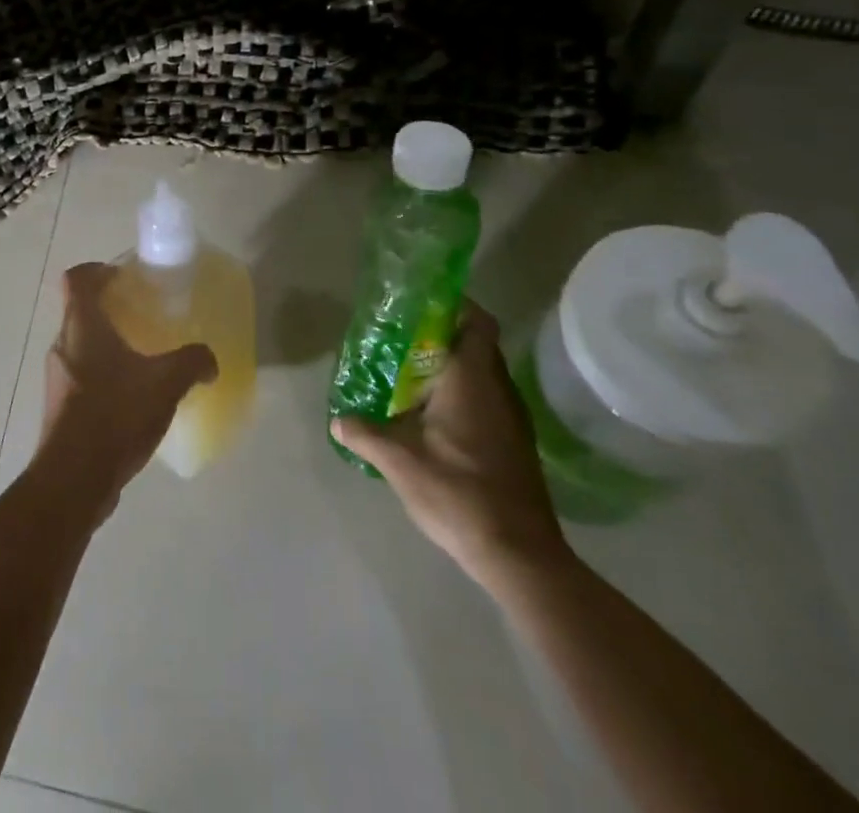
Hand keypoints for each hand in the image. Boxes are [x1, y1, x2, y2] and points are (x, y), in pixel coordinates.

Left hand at [37, 263, 217, 518]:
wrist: (73, 479)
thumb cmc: (115, 415)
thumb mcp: (165, 383)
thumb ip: (192, 362)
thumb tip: (209, 360)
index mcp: (81, 325)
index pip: (77, 278)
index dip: (96, 270)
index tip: (122, 278)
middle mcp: (62, 344)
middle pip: (79, 311)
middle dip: (108, 310)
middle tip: (141, 318)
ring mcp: (57, 378)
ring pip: (80, 346)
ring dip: (105, 346)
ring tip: (141, 360)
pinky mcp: (59, 408)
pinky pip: (81, 377)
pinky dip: (102, 376)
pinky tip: (130, 400)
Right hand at [332, 303, 568, 587]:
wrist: (520, 556)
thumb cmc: (459, 494)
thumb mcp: (399, 462)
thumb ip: (365, 434)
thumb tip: (338, 420)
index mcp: (472, 380)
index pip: (476, 322)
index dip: (454, 304)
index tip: (420, 302)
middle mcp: (497, 390)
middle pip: (476, 344)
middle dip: (441, 334)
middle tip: (401, 337)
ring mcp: (511, 418)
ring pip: (482, 373)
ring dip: (450, 366)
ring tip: (408, 373)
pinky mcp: (514, 443)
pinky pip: (486, 399)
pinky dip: (461, 394)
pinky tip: (431, 415)